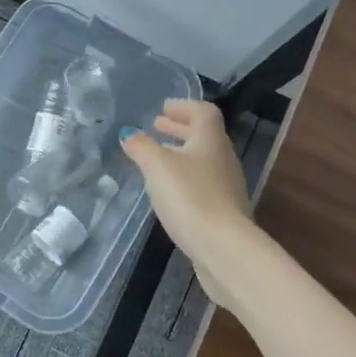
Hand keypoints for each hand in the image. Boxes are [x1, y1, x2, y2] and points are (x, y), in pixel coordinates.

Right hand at [120, 100, 257, 303]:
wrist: (224, 249)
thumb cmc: (190, 197)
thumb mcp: (157, 166)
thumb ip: (141, 147)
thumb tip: (128, 133)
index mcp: (210, 140)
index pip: (203, 112)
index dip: (184, 107)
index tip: (163, 109)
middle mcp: (223, 159)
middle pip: (203, 136)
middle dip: (179, 129)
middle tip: (157, 127)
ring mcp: (226, 187)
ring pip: (202, 161)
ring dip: (181, 154)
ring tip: (157, 158)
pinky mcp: (224, 212)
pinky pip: (202, 184)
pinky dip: (184, 178)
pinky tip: (168, 191)